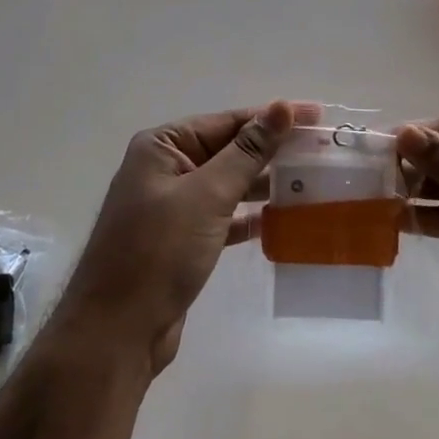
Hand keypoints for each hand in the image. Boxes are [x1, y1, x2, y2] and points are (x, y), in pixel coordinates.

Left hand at [57, 103, 294, 373]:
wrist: (117, 331)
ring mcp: (171, 206)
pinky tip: (280, 217)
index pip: (226, 121)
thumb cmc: (159, 251)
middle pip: (228, 150)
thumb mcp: (207, 195)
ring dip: (264, 183)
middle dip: (272, 151)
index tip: (317, 116)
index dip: (272, 118)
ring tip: (310, 182)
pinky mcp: (180, 240)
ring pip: (227, 184)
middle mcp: (164, 169)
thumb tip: (283, 107)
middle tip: (321, 151)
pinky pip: (222, 216)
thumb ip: (248, 151)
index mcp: (162, 146)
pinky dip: (248, 216)